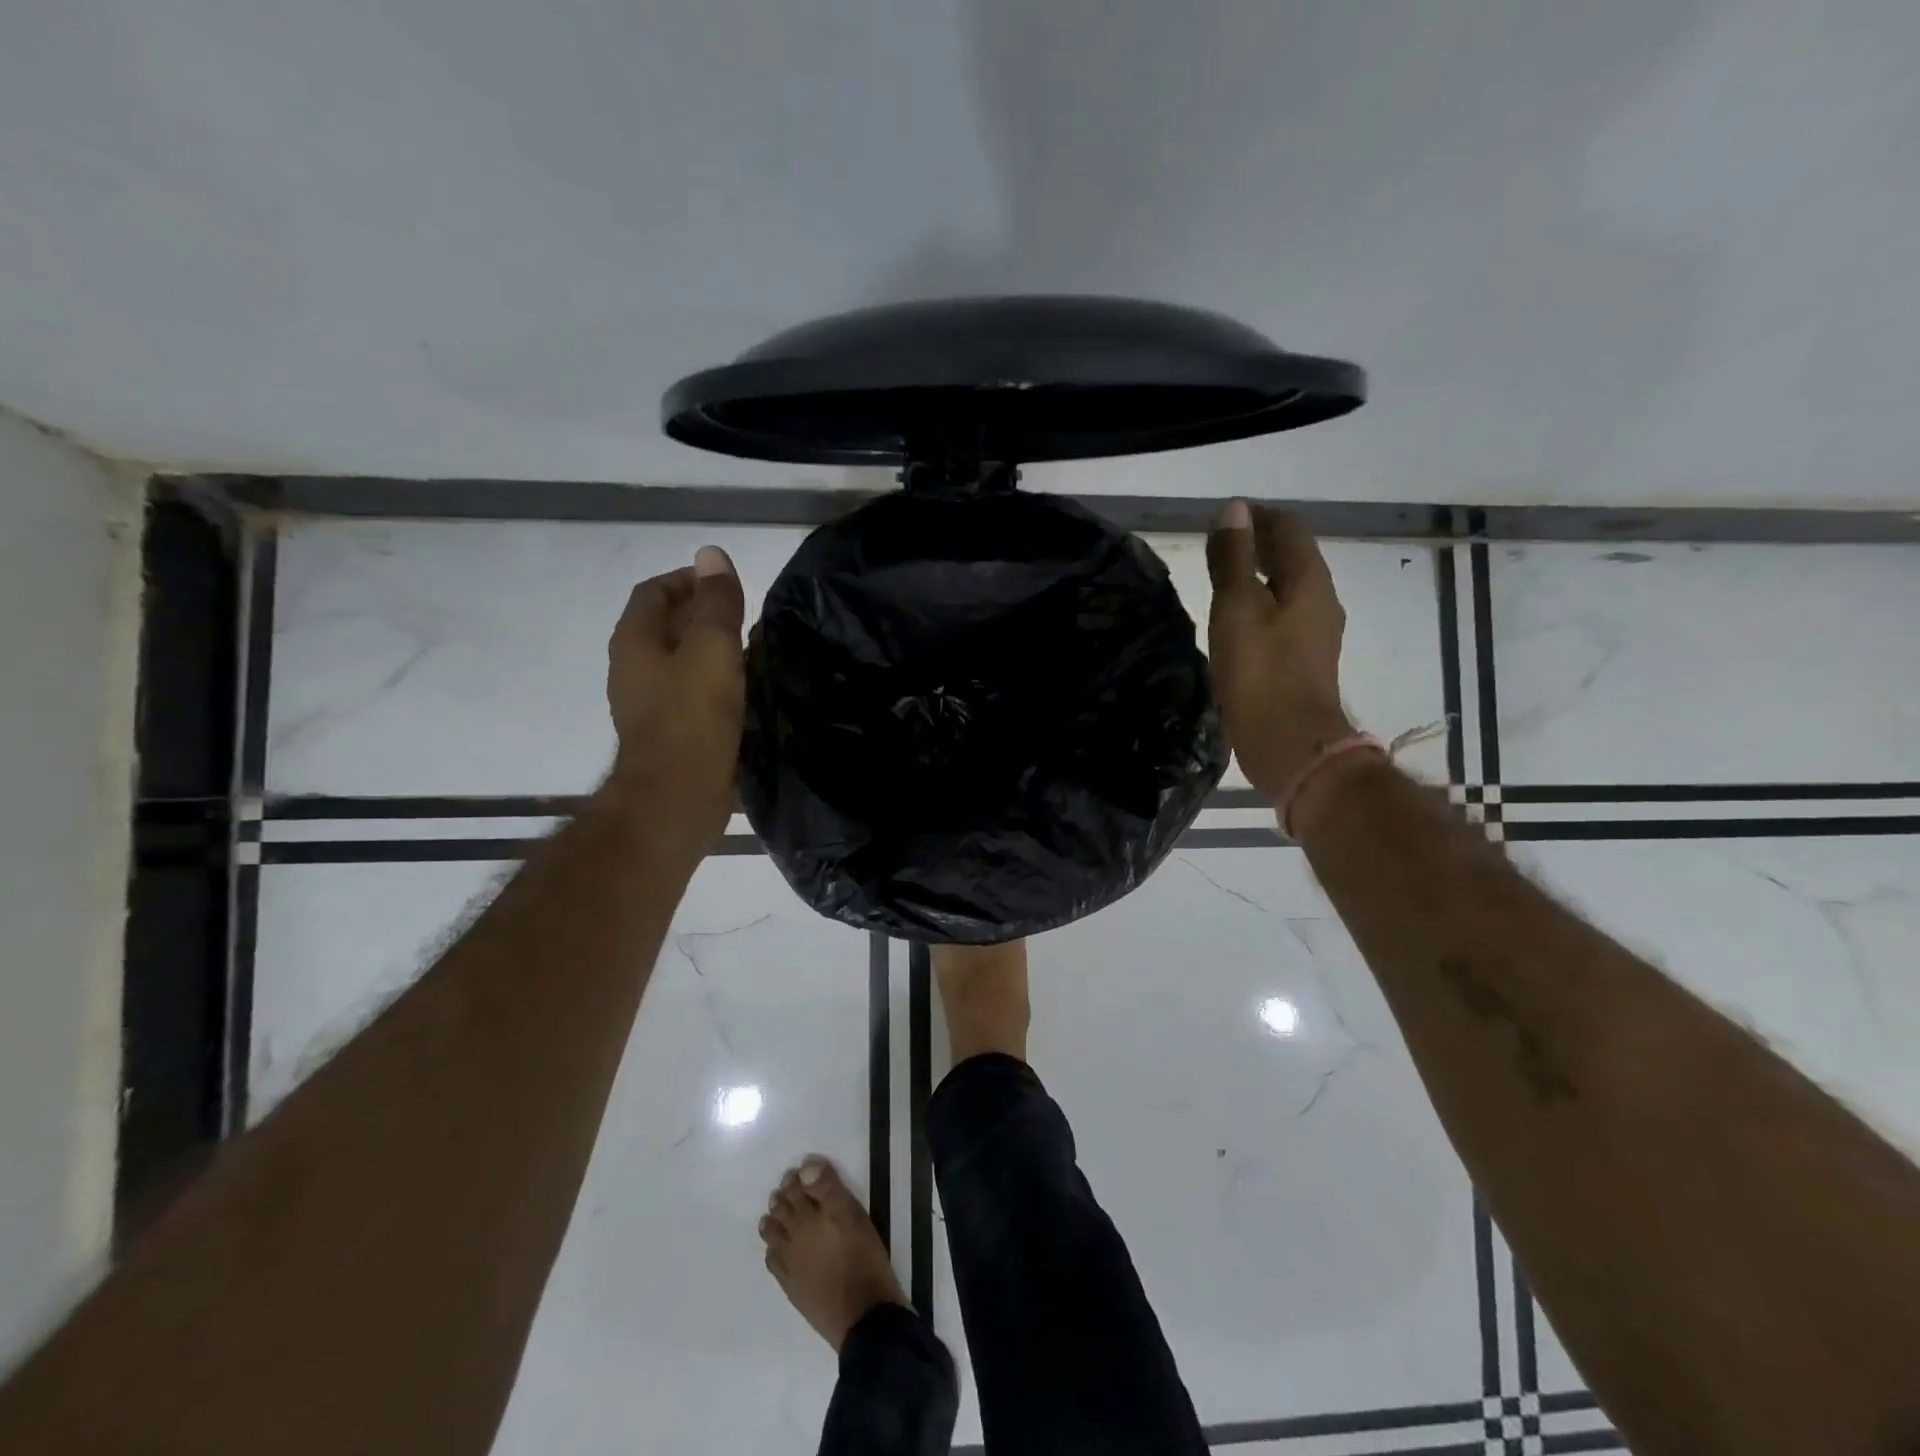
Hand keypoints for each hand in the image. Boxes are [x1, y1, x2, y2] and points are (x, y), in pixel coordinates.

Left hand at [602, 545, 746, 853]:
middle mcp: (633, 668)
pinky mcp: (668, 733)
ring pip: (680, 662)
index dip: (689, 580)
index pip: (654, 592)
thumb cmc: (692, 718)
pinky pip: (690, 694)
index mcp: (635, 640)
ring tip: (754, 651)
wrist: (676, 798)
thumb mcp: (712, 649)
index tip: (727, 584)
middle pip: (666, 626)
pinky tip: (745, 692)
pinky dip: (714, 683)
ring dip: (711, 651)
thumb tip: (711, 554)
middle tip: (748, 617)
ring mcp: (648, 704)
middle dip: (704, 615)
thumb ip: (715, 602)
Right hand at [1205, 501, 1354, 801]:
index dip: (1257, 517)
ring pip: (1287, 589)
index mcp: (1309, 582)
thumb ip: (1234, 559)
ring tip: (1221, 580)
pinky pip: (1282, 617)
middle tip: (1218, 545)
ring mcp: (1314, 635)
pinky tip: (1236, 622)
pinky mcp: (1302, 662)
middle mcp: (1320, 602)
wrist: (1289, 745)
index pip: (1288, 529)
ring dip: (1259, 577)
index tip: (1223, 518)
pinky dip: (1260, 606)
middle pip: (1292, 558)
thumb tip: (1233, 510)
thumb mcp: (1238, 609)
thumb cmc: (1261, 674)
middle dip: (1258, 544)